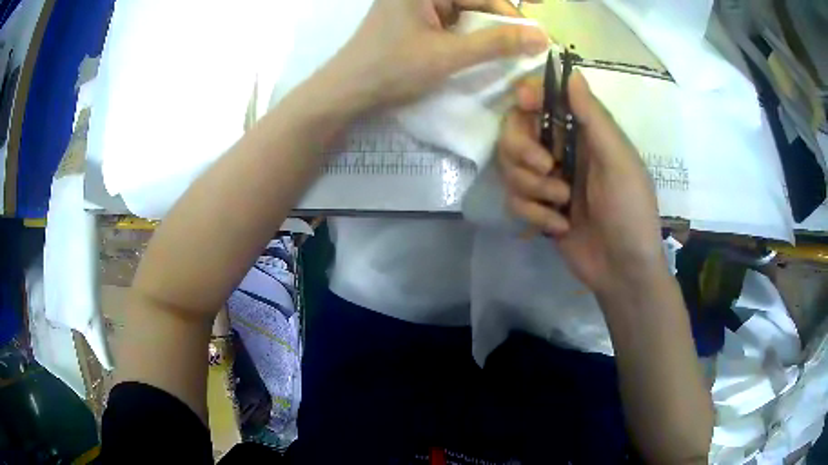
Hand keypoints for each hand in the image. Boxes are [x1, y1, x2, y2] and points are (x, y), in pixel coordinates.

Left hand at [314, 0, 548, 113]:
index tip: (534, 38)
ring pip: (460, 13)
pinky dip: (462, 37)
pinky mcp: (409, 20)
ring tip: (500, 54)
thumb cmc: (392, 70)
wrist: (345, 93)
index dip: (509, 15)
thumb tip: (541, 37)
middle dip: (495, 23)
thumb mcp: (449, 55)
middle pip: (470, 2)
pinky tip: (471, 52)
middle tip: (521, 48)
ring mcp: (411, 5)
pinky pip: (446, 22)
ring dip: (480, 32)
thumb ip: (496, 43)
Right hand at [497, 72, 666, 296]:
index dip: (529, 95)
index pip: (545, 100)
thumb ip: (594, 117)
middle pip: (514, 131)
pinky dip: (534, 214)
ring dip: (533, 187)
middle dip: (523, 150)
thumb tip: (573, 72)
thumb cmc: (630, 210)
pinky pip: (513, 199)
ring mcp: (546, 180)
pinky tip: (559, 228)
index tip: (525, 104)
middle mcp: (560, 150)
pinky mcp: (537, 208)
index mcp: (583, 133)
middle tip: (547, 168)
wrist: (622, 270)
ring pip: (509, 166)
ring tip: (563, 205)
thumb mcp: (619, 160)